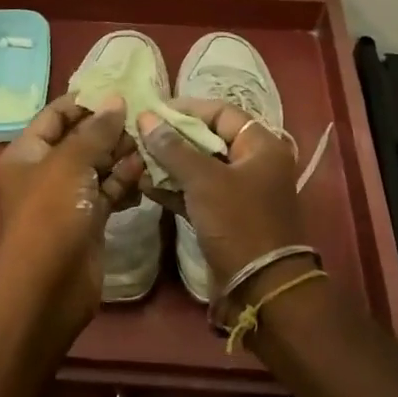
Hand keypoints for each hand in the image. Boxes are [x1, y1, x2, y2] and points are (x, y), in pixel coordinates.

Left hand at [0, 97, 143, 342]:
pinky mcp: (88, 220)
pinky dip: (125, 183)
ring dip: (123, 156)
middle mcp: (46, 171)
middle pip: (81, 139)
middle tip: (145, 121)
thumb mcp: (70, 163)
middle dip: (111, 130)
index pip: (56, 114)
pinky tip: (147, 177)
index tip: (121, 91)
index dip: (86, 101)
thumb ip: (95, 130)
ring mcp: (67, 197)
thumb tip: (116, 100)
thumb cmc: (51, 215)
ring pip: (99, 166)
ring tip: (151, 147)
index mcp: (28, 152)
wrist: (47, 289)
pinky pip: (109, 192)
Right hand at [137, 99, 304, 292]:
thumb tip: (146, 118)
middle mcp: (253, 163)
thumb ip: (173, 147)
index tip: (155, 110)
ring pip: (199, 167)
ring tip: (136, 157)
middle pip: (208, 139)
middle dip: (173, 137)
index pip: (222, 112)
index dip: (188, 108)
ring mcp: (239, 192)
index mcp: (261, 146)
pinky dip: (174, 188)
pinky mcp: (224, 216)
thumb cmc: (238, 222)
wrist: (260, 288)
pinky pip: (196, 193)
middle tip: (140, 133)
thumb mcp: (204, 180)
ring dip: (169, 163)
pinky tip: (144, 184)